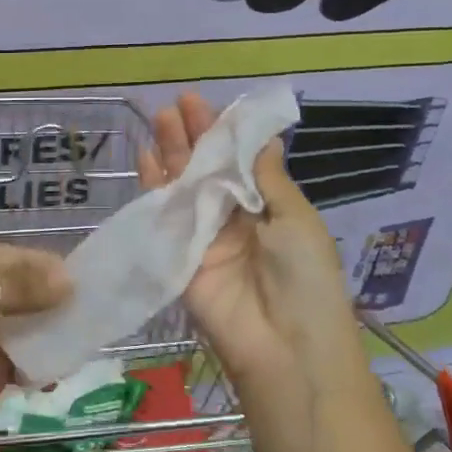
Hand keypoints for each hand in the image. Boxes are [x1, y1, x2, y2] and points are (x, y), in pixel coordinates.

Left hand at [0, 242, 69, 437]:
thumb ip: (13, 291)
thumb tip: (68, 281)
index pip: (15, 260)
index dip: (47, 269)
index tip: (84, 283)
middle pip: (20, 294)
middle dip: (51, 304)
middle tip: (91, 315)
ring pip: (19, 330)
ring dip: (44, 336)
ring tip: (81, 343)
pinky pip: (9, 363)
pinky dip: (30, 367)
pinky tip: (52, 372)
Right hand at [137, 92, 361, 387]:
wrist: (286, 347)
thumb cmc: (306, 278)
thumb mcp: (296, 220)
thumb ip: (268, 179)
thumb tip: (264, 138)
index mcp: (266, 208)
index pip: (239, 161)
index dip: (223, 133)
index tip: (206, 104)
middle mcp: (232, 218)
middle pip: (207, 169)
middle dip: (193, 136)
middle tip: (177, 104)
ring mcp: (202, 237)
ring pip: (183, 186)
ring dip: (172, 153)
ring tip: (160, 118)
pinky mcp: (177, 257)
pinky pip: (164, 216)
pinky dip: (154, 187)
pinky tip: (145, 158)